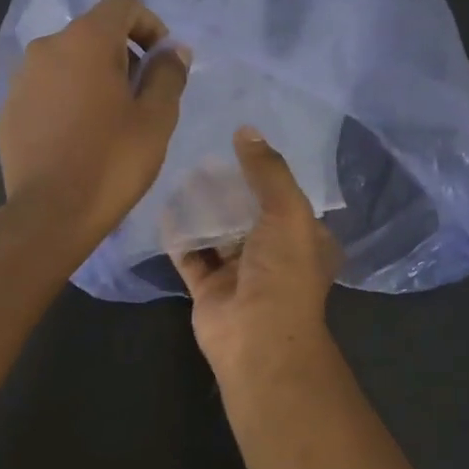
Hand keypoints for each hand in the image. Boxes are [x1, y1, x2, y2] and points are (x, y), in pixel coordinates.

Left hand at [0, 0, 189, 251]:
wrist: (50, 214)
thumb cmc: (112, 163)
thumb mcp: (156, 119)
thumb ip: (168, 74)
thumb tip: (172, 51)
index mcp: (86, 40)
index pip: (123, 4)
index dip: (149, 25)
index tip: (161, 62)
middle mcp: (47, 47)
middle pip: (93, 33)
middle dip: (121, 55)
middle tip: (139, 98)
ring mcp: (21, 79)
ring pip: (66, 64)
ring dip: (91, 79)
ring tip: (107, 122)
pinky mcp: (8, 110)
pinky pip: (45, 92)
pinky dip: (65, 101)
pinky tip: (76, 139)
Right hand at [172, 127, 342, 375]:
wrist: (257, 338)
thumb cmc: (283, 272)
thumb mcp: (287, 211)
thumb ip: (267, 171)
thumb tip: (246, 129)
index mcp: (304, 240)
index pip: (286, 199)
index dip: (266, 173)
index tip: (240, 144)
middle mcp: (273, 255)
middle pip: (248, 213)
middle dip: (228, 188)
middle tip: (203, 156)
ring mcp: (239, 273)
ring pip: (218, 233)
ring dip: (203, 209)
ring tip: (182, 173)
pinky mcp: (209, 288)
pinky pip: (190, 255)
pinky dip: (179, 234)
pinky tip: (165, 207)